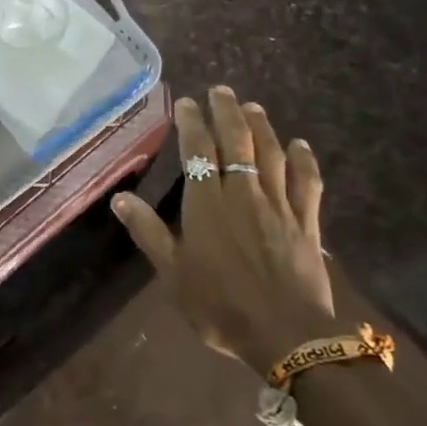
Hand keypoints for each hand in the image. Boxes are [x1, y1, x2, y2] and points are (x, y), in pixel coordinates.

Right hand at [112, 86, 334, 370]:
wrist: (287, 335)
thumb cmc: (220, 306)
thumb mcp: (172, 273)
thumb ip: (148, 231)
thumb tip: (119, 197)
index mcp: (207, 204)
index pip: (198, 151)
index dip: (191, 122)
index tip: (186, 102)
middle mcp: (243, 194)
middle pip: (237, 142)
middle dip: (227, 112)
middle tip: (221, 90)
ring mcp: (278, 206)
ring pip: (271, 155)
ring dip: (262, 127)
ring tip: (253, 106)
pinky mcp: (307, 223)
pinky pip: (307, 183)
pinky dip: (304, 161)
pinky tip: (300, 145)